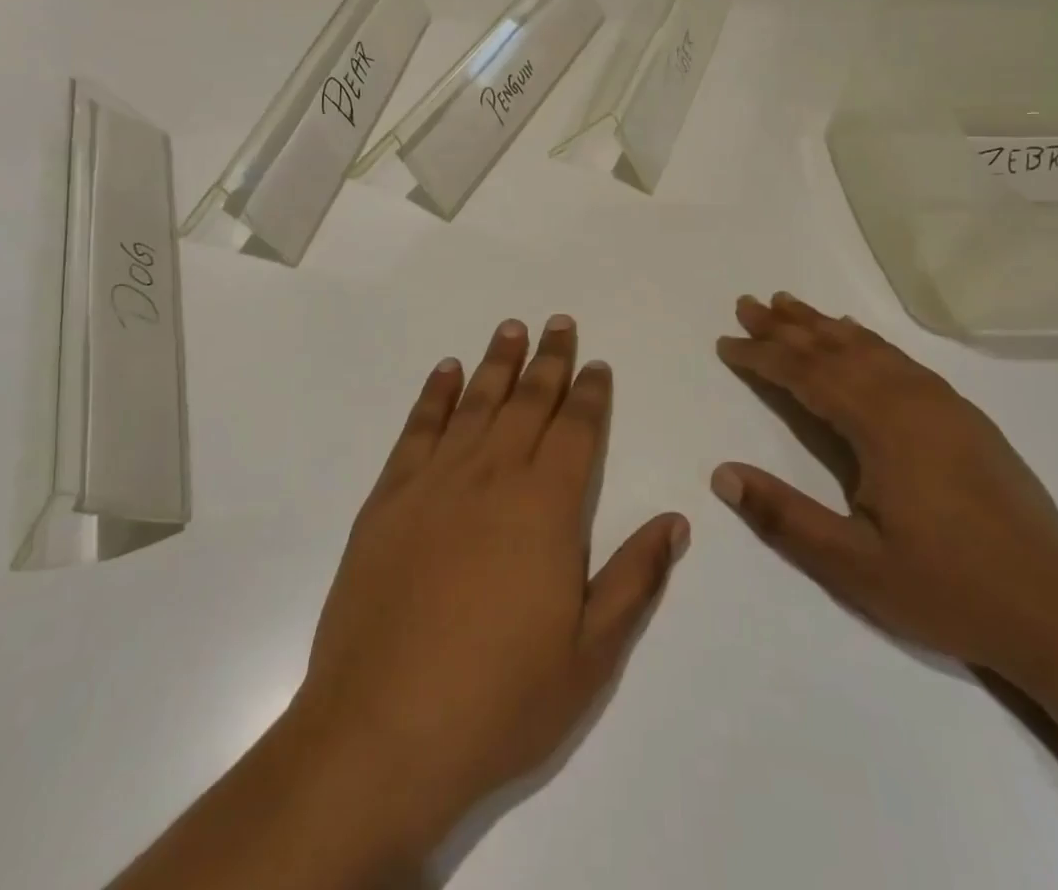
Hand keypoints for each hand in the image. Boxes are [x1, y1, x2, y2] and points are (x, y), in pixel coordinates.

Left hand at [289, 315, 687, 863]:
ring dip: (497, 362)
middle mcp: (494, 477)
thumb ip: (635, 579)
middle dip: (549, 360)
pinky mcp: (389, 500)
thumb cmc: (499, 700)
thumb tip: (675, 519)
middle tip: (559, 323)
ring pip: (476, 403)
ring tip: (511, 328)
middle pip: (528, 402)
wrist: (382, 733)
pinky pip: (417, 430)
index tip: (595, 363)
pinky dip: (433, 395)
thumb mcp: (590, 656)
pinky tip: (444, 371)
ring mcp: (436, 483)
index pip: (577, 430)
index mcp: (547, 507)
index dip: (590, 393)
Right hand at [712, 292, 1057, 686]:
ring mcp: (945, 405)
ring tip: (789, 305)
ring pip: (870, 348)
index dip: (762, 356)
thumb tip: (721, 473)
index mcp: (882, 426)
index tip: (725, 342)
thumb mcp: (853, 566)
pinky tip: (858, 338)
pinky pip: (901, 361)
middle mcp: (912, 400)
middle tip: (747, 304)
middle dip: (786, 327)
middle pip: (836, 349)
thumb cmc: (949, 591)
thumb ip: (784, 516)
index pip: (806, 375)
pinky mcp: (967, 419)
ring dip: (824, 325)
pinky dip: (867, 341)